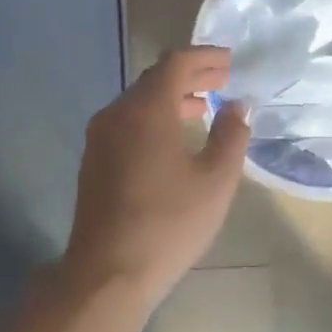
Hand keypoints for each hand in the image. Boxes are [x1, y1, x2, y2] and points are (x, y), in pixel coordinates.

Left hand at [60, 47, 249, 308]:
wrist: (107, 273)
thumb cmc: (168, 224)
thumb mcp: (215, 180)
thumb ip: (230, 135)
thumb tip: (238, 106)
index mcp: (146, 110)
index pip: (175, 63)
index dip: (205, 57)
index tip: (230, 61)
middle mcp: (116, 113)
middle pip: (154, 78)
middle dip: (190, 75)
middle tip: (222, 80)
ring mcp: (99, 137)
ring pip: (138, 101)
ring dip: (171, 97)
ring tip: (203, 106)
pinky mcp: (94, 160)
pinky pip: (127, 122)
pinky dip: (154, 117)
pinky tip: (174, 138)